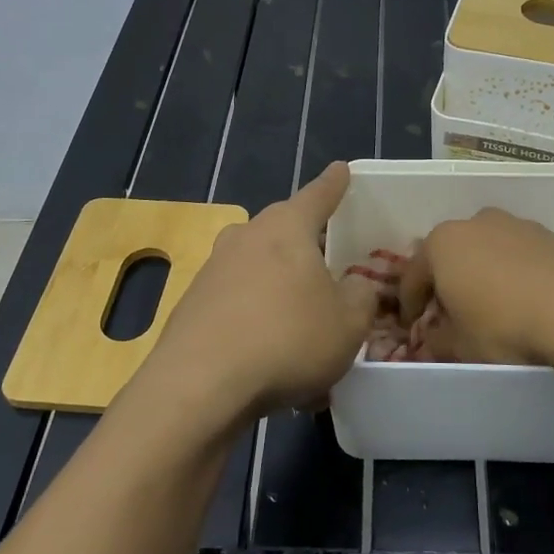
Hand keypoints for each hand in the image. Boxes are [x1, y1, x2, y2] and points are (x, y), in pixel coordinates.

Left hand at [146, 162, 379, 423]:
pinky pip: (239, 304)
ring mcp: (214, 270)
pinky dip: (258, 322)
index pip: (319, 195)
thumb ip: (361, 296)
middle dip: (306, 244)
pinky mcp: (192, 305)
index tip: (341, 169)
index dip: (335, 184)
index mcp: (287, 228)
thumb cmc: (288, 340)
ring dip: (282, 292)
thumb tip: (356, 284)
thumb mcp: (348, 323)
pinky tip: (273, 363)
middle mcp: (247, 237)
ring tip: (305, 331)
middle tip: (329, 263)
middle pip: (283, 230)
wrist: (199, 385)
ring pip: (260, 271)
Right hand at [397, 207, 553, 367]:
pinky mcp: (550, 234)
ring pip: (486, 251)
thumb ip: (438, 340)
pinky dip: (514, 274)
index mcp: (442, 244)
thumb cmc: (505, 328)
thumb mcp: (461, 347)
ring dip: (482, 275)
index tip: (412, 327)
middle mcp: (475, 223)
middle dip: (447, 283)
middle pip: (450, 255)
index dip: (409, 305)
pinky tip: (526, 301)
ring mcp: (516, 224)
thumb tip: (433, 338)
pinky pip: (519, 255)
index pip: (412, 276)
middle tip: (451, 315)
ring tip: (493, 308)